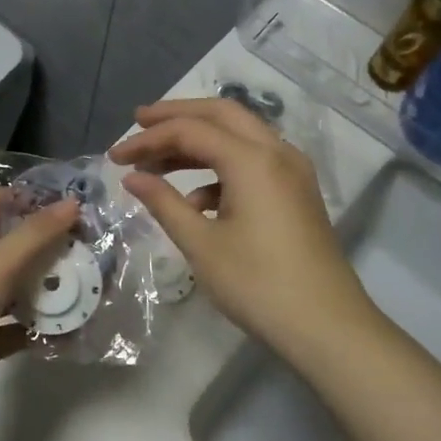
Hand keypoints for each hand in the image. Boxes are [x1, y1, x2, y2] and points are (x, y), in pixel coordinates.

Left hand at [0, 189, 80, 427]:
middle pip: (13, 246)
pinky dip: (37, 328)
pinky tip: (70, 331)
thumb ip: (34, 236)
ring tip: (91, 288)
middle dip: (51, 248)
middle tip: (95, 250)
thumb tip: (72, 203)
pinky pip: (14, 327)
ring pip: (16, 288)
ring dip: (48, 289)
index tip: (78, 207)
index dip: (36, 200)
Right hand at [110, 99, 375, 359]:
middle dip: (177, 116)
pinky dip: (220, 168)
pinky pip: (254, 162)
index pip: (190, 130)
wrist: (326, 325)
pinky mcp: (296, 192)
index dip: (148, 139)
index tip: (114, 157)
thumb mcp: (201, 244)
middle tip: (138, 123)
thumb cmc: (257, 285)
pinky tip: (195, 200)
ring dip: (198, 142)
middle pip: (221, 114)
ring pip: (239, 136)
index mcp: (252, 160)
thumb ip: (164, 203)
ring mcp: (292, 171)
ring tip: (157, 162)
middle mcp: (277, 152)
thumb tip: (132, 178)